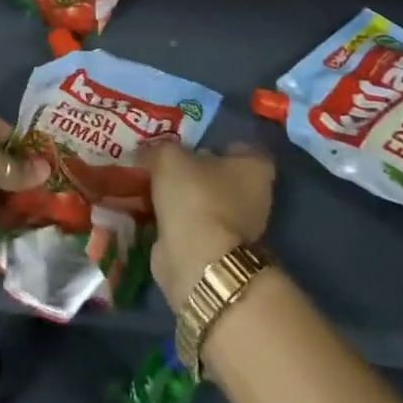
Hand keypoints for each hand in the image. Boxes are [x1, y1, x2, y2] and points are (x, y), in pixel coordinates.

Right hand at [148, 140, 274, 310]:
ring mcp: (240, 227)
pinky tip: (151, 212)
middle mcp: (256, 196)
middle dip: (194, 172)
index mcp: (254, 167)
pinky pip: (195, 225)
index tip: (188, 144)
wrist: (197, 259)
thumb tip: (146, 154)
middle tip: (163, 165)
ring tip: (150, 187)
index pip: (239, 147)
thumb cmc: (194, 196)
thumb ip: (158, 150)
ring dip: (183, 198)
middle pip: (220, 175)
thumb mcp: (168, 157)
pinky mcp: (219, 249)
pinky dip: (177, 221)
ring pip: (206, 201)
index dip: (214, 143)